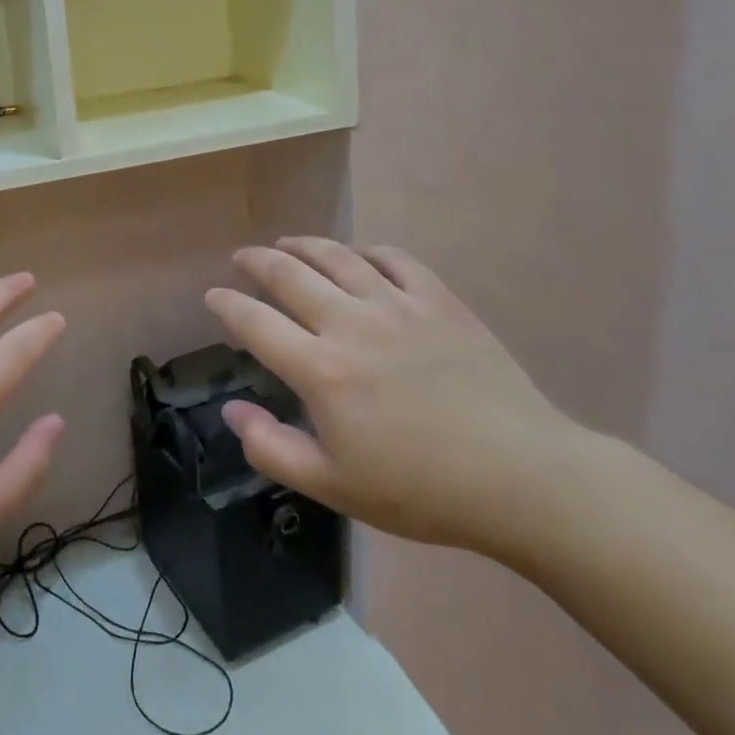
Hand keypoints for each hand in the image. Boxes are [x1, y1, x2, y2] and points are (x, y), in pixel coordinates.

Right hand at [205, 238, 583, 555]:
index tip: (213, 297)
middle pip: (290, 276)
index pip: (256, 323)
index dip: (227, 305)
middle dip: (257, 262)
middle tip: (243, 258)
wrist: (521, 477)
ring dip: (304, 246)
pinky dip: (366, 252)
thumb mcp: (334, 486)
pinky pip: (393, 259)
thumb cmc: (421, 490)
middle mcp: (351, 324)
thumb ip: (272, 448)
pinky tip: (358, 257)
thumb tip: (231, 411)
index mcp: (321, 370)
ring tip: (287, 243)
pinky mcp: (439, 300)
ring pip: (337, 257)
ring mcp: (397, 305)